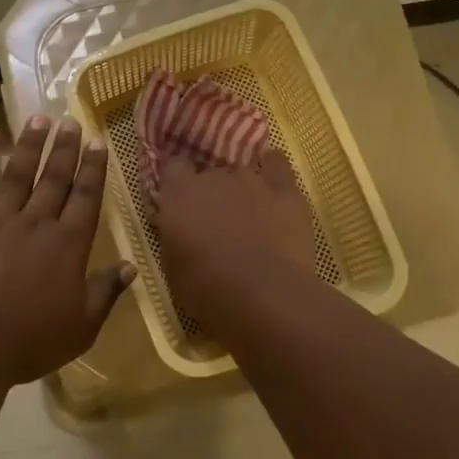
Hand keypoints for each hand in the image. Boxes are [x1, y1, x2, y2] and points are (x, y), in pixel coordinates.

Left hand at [0, 115, 133, 384]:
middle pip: (54, 179)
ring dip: (30, 144)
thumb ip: (106, 292)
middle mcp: (36, 223)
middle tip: (72, 120)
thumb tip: (131, 266)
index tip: (98, 141)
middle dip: (65, 148)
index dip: (93, 169)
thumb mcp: (81, 326)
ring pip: (18, 173)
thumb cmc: (29, 341)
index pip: (86, 198)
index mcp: (68, 245)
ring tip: (40, 119)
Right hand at [152, 151, 314, 328]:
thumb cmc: (207, 288)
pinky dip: (273, 170)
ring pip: (242, 173)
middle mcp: (213, 177)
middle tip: (216, 222)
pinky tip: (273, 186)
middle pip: (210, 174)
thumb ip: (175, 237)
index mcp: (180, 194)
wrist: (262, 294)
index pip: (174, 167)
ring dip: (241, 190)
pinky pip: (277, 165)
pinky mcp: (285, 190)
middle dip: (211, 193)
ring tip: (248, 215)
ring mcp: (251, 180)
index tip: (181, 199)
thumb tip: (181, 231)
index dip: (178, 181)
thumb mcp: (173, 266)